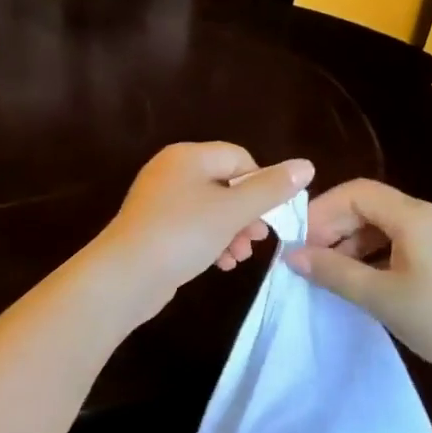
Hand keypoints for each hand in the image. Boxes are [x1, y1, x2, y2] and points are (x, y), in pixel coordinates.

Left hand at [94, 143, 313, 320]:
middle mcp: (172, 170)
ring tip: (240, 256)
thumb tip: (307, 165)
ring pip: (210, 209)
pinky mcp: (153, 227)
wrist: (125, 276)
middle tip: (258, 239)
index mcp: (188, 156)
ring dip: (231, 231)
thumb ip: (271, 188)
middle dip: (247, 213)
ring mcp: (160, 200)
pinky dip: (210, 241)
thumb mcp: (233, 211)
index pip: (239, 158)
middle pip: (225, 184)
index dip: (261, 184)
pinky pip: (192, 227)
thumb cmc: (182, 234)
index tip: (270, 215)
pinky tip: (221, 264)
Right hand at [284, 179, 431, 391]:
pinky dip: (378, 255)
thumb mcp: (382, 298)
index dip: (323, 212)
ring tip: (334, 277)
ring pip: (386, 225)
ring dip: (355, 244)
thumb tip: (293, 255)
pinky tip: (367, 283)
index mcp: (414, 216)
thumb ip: (334, 273)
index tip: (301, 243)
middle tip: (312, 262)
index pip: (357, 192)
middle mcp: (430, 215)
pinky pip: (404, 242)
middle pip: (371, 205)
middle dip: (336, 228)